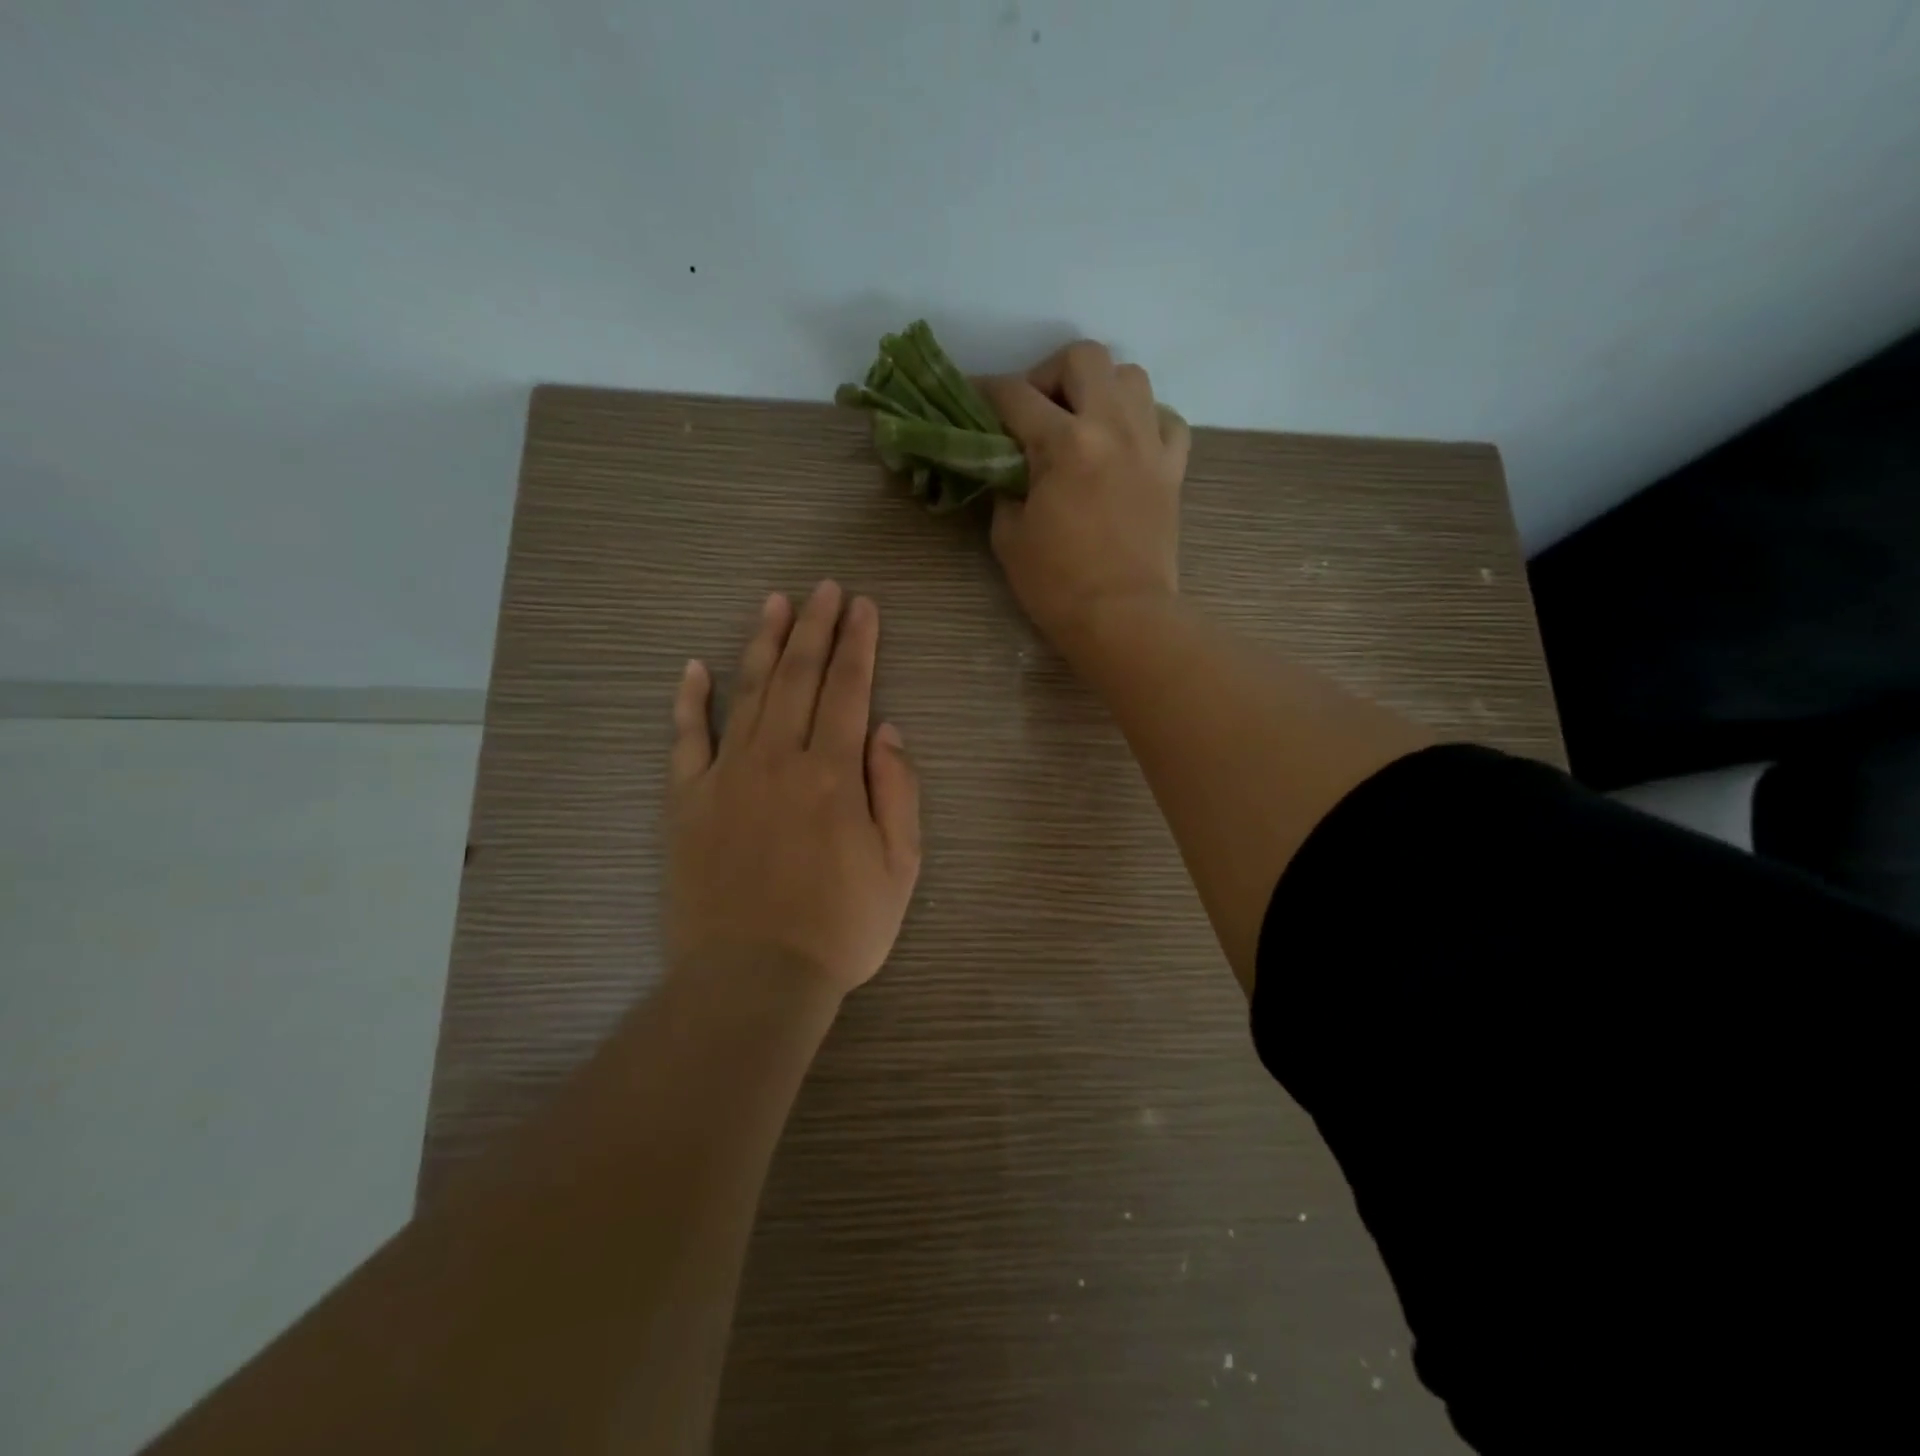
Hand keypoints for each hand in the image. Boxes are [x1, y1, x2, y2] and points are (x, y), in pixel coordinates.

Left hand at [665, 581, 921, 1002]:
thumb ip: (898, 790)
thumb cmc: (841, 928)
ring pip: (748, 692)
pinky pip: (685, 739)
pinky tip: (695, 666)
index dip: (859, 642)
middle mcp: (780, 759)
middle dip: (816, 626)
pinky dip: (690, 700)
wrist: (753, 979)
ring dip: (764, 643)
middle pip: (800, 676)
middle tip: (824, 587)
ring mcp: (727, 776)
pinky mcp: (685, 801)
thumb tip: (886, 728)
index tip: (863, 605)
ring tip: (775, 603)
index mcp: (834, 773)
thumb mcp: (900, 867)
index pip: (850, 688)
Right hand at [981, 341, 1191, 652]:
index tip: (973, 399)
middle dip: (1049, 375)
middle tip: (1035, 412)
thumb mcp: (1009, 536)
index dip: (986, 392)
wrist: (1123, 618)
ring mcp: (1150, 444)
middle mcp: (1112, 427)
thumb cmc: (1057, 585)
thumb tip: (1010, 469)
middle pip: (1083, 358)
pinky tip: (1126, 444)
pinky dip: (1145, 419)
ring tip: (1083, 423)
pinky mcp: (1173, 469)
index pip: (1015, 396)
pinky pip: (1166, 419)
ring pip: (1131, 376)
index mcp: (1065, 443)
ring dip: (1100, 389)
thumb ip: (1005, 488)